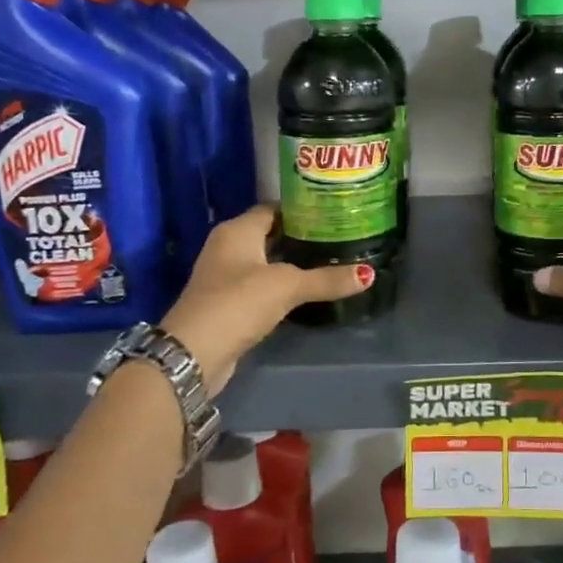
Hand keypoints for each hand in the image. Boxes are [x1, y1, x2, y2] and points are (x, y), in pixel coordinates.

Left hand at [162, 205, 371, 392]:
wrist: (194, 353)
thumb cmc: (238, 303)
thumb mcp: (287, 287)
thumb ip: (326, 279)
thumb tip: (368, 274)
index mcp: (237, 230)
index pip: (273, 208)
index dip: (302, 209)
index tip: (332, 212)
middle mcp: (227, 246)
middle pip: (270, 233)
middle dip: (301, 235)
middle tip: (338, 236)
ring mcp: (224, 276)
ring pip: (265, 260)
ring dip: (291, 261)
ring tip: (329, 260)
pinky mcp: (227, 303)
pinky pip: (260, 284)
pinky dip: (280, 284)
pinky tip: (305, 289)